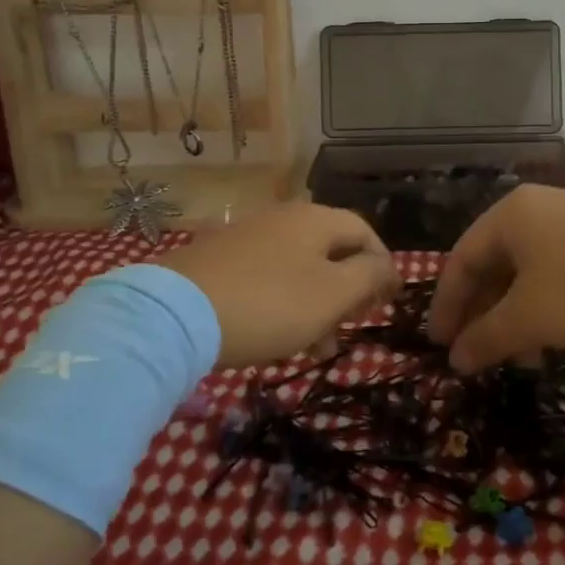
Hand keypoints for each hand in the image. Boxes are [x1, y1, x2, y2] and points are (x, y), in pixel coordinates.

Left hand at [160, 204, 399, 367]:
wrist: (176, 315)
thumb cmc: (270, 303)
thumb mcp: (333, 294)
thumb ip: (369, 276)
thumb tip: (387, 266)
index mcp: (315, 218)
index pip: (364, 232)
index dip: (383, 265)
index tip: (389, 302)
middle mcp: (283, 218)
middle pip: (331, 250)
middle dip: (349, 290)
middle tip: (352, 325)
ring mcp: (248, 238)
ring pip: (299, 269)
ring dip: (318, 304)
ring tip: (318, 346)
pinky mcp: (220, 260)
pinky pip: (268, 278)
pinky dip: (285, 304)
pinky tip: (279, 337)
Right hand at [427, 186, 564, 369]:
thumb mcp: (530, 318)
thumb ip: (486, 338)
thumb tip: (455, 360)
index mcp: (509, 215)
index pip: (461, 259)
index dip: (446, 305)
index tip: (439, 344)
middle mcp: (535, 208)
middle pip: (493, 263)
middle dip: (482, 313)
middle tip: (474, 353)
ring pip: (526, 270)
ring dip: (514, 315)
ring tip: (519, 358)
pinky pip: (554, 270)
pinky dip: (543, 304)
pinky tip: (551, 336)